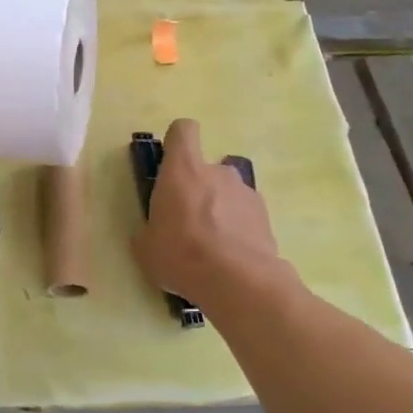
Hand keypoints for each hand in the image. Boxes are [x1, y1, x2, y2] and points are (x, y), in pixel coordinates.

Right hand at [132, 118, 285, 304]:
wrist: (237, 282)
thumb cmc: (180, 254)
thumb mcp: (146, 247)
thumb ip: (149, 230)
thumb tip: (152, 232)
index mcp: (182, 171)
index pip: (183, 131)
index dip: (176, 141)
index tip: (170, 161)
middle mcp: (217, 172)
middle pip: (205, 168)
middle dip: (197, 189)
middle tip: (187, 222)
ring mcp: (245, 192)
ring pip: (227, 193)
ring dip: (219, 210)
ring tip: (212, 246)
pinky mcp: (265, 216)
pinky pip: (244, 215)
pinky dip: (238, 229)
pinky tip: (231, 257)